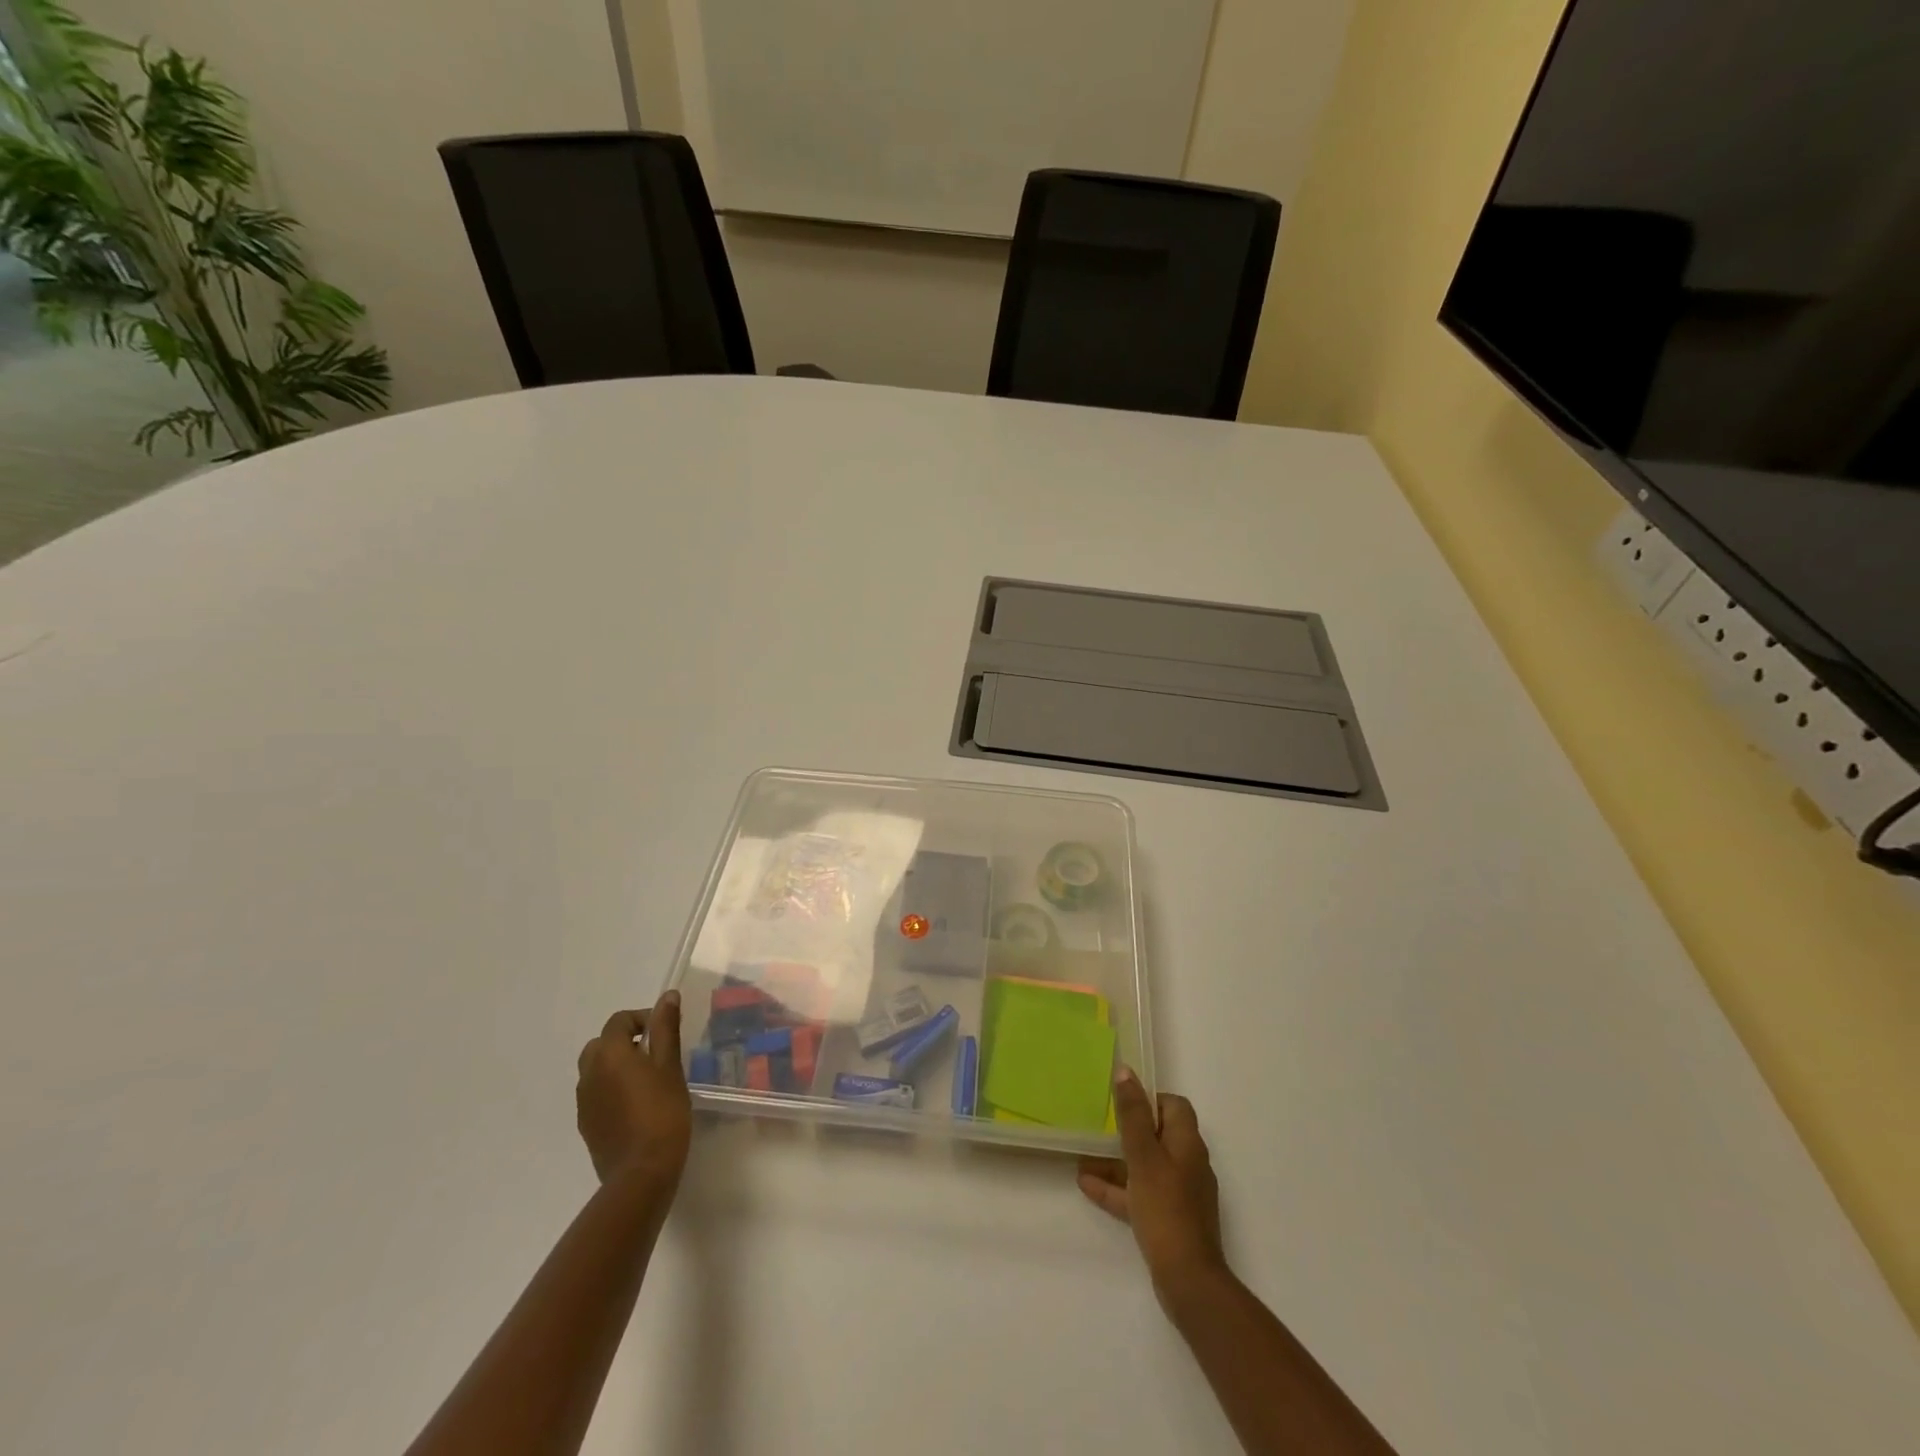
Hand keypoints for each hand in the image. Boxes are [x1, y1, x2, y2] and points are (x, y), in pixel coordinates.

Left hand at [576, 991, 691, 1193]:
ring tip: (647, 1080)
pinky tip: (636, 1105)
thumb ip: (666, 1028)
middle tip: (655, 1054)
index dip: (643, 1019)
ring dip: (616, 1066)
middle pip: (601, 1044)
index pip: (619, 1021)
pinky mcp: (585, 1124)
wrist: (641, 1172)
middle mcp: (588, 1073)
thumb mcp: (670, 1065)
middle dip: (625, 1042)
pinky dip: (611, 1089)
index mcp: (608, 1054)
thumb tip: (667, 996)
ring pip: (596, 1070)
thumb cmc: (662, 1112)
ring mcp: (583, 1102)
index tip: (666, 1032)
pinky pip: (595, 1094)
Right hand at [1079, 1069, 1225, 1302]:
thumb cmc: (1165, 1208)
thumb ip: (1132, 1114)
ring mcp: (1181, 1194)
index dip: (1150, 1100)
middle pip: (1158, 1136)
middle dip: (1127, 1131)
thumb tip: (1126, 1072)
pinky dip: (1118, 1188)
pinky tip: (1087, 1186)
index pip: (1175, 1106)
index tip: (1123, 1103)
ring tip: (1083, 1158)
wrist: (1188, 1280)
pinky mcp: (1170, 1220)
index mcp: (1188, 1144)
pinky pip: (1141, 1194)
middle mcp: (1188, 1164)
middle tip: (1099, 1128)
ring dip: (1117, 1161)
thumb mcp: (1143, 1156)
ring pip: (1146, 1166)